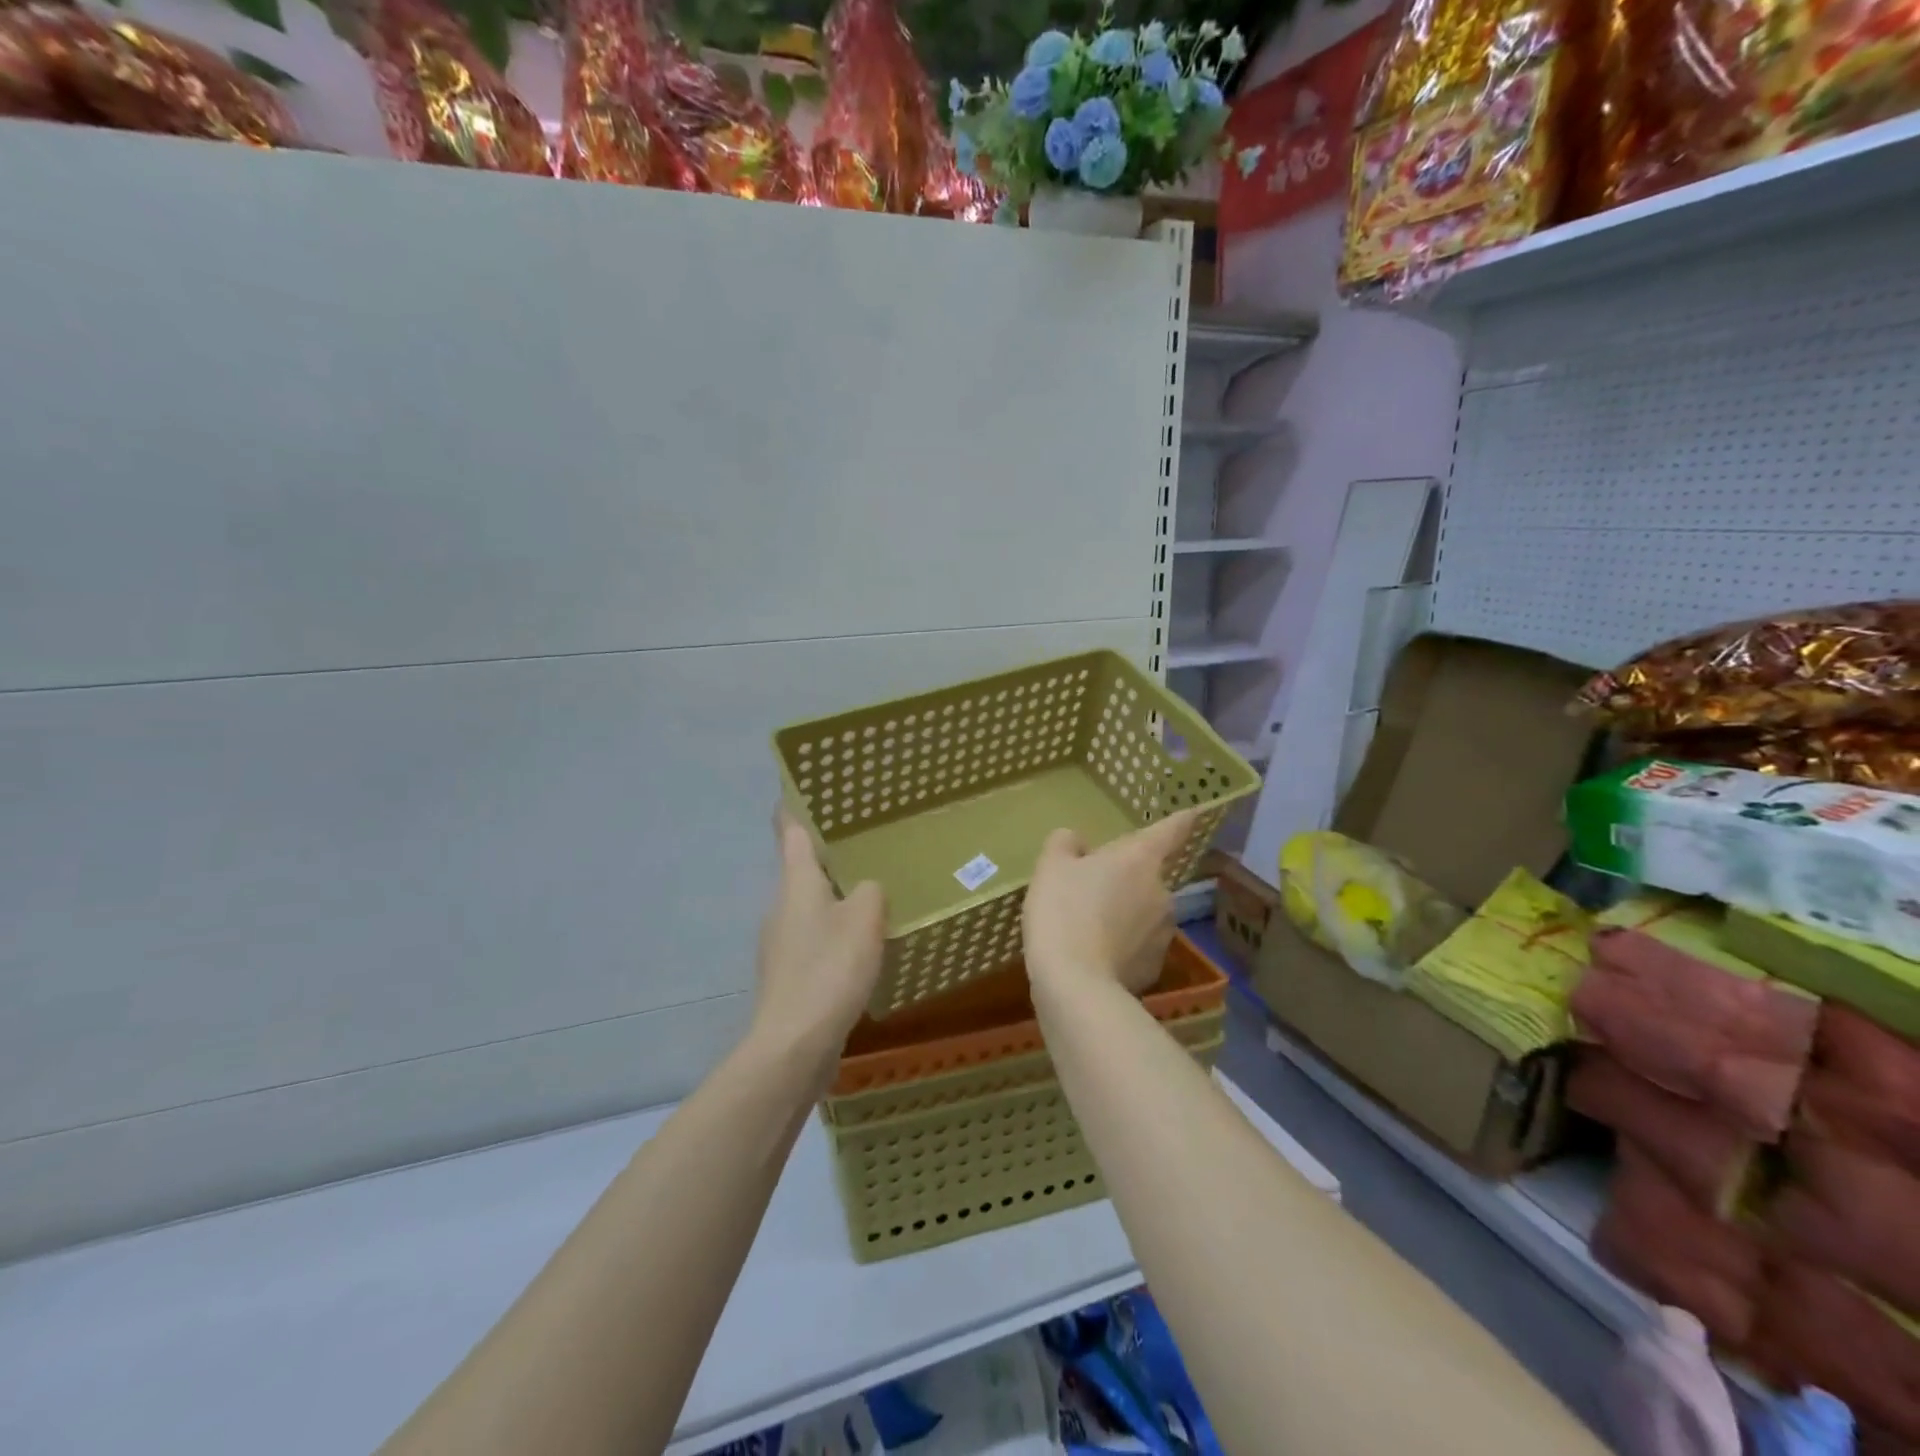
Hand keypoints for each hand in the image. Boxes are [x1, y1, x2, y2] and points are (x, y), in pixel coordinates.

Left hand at [752, 809, 885, 1084]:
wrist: (794, 1045)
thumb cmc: (829, 969)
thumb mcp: (864, 919)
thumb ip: (870, 891)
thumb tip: (866, 888)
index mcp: (796, 883)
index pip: (790, 831)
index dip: (795, 807)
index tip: (805, 789)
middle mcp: (782, 907)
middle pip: (801, 870)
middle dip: (827, 857)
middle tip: (864, 844)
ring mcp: (781, 944)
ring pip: (810, 907)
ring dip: (835, 899)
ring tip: (871, 895)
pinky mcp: (789, 976)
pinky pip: (815, 941)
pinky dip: (835, 935)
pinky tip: (861, 948)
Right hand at [1022, 810, 1201, 997]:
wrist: (1075, 983)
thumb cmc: (1063, 910)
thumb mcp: (1050, 866)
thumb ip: (1065, 844)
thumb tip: (1078, 844)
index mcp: (1140, 859)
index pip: (1170, 831)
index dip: (1182, 820)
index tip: (1195, 812)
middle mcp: (1162, 891)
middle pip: (1147, 877)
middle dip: (1125, 880)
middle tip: (1089, 891)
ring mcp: (1164, 932)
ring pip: (1144, 913)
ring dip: (1125, 914)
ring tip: (1089, 929)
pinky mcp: (1156, 967)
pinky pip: (1139, 947)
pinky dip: (1123, 947)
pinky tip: (1096, 957)